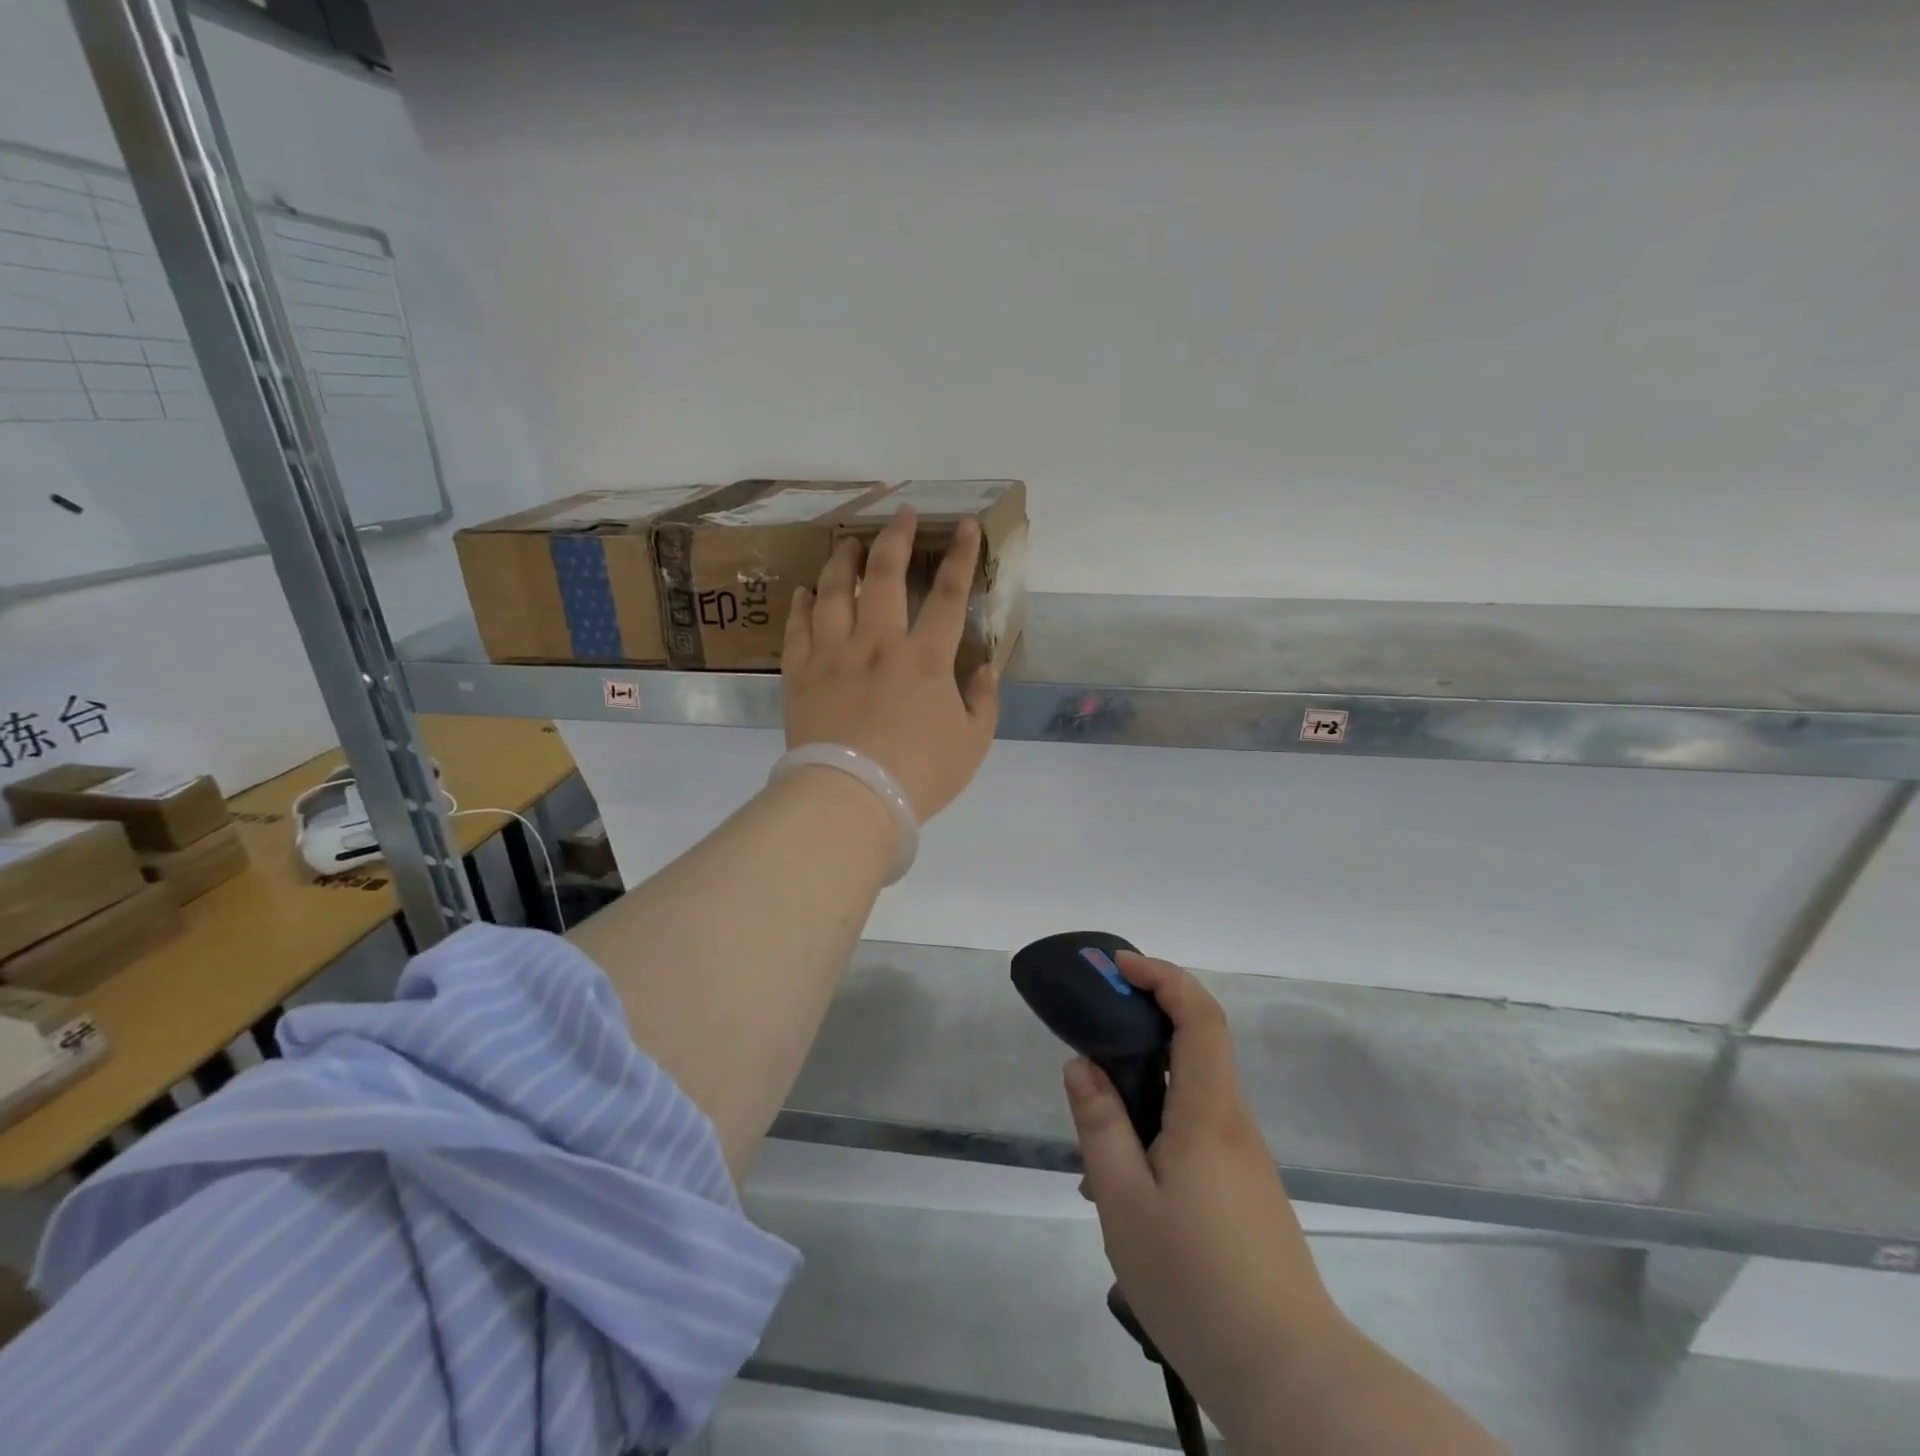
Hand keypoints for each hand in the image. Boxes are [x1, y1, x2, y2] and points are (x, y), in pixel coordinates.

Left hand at [782, 506, 999, 821]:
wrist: (852, 798)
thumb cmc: (920, 773)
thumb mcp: (972, 743)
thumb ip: (983, 701)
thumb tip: (985, 668)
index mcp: (925, 658)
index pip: (947, 594)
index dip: (959, 556)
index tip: (962, 525)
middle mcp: (878, 643)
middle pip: (883, 576)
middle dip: (894, 538)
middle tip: (897, 514)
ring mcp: (833, 655)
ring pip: (833, 592)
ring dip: (840, 562)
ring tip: (845, 543)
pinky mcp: (800, 674)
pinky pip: (797, 628)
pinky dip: (801, 605)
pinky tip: (803, 591)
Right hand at [1065, 953, 1342, 1440]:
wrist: (1289, 1376)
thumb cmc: (1196, 1281)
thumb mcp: (1125, 1201)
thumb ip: (1101, 1125)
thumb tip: (1082, 1065)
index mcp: (1208, 1112)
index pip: (1199, 1016)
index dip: (1163, 977)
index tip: (1120, 968)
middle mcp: (1233, 1123)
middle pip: (1195, 1047)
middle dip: (1143, 1027)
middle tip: (1091, 1042)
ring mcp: (1244, 1161)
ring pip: (1189, 1098)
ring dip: (1143, 1095)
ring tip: (1094, 1153)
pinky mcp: (1246, 1193)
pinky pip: (1196, 1136)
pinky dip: (1157, 1134)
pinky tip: (1127, 1192)